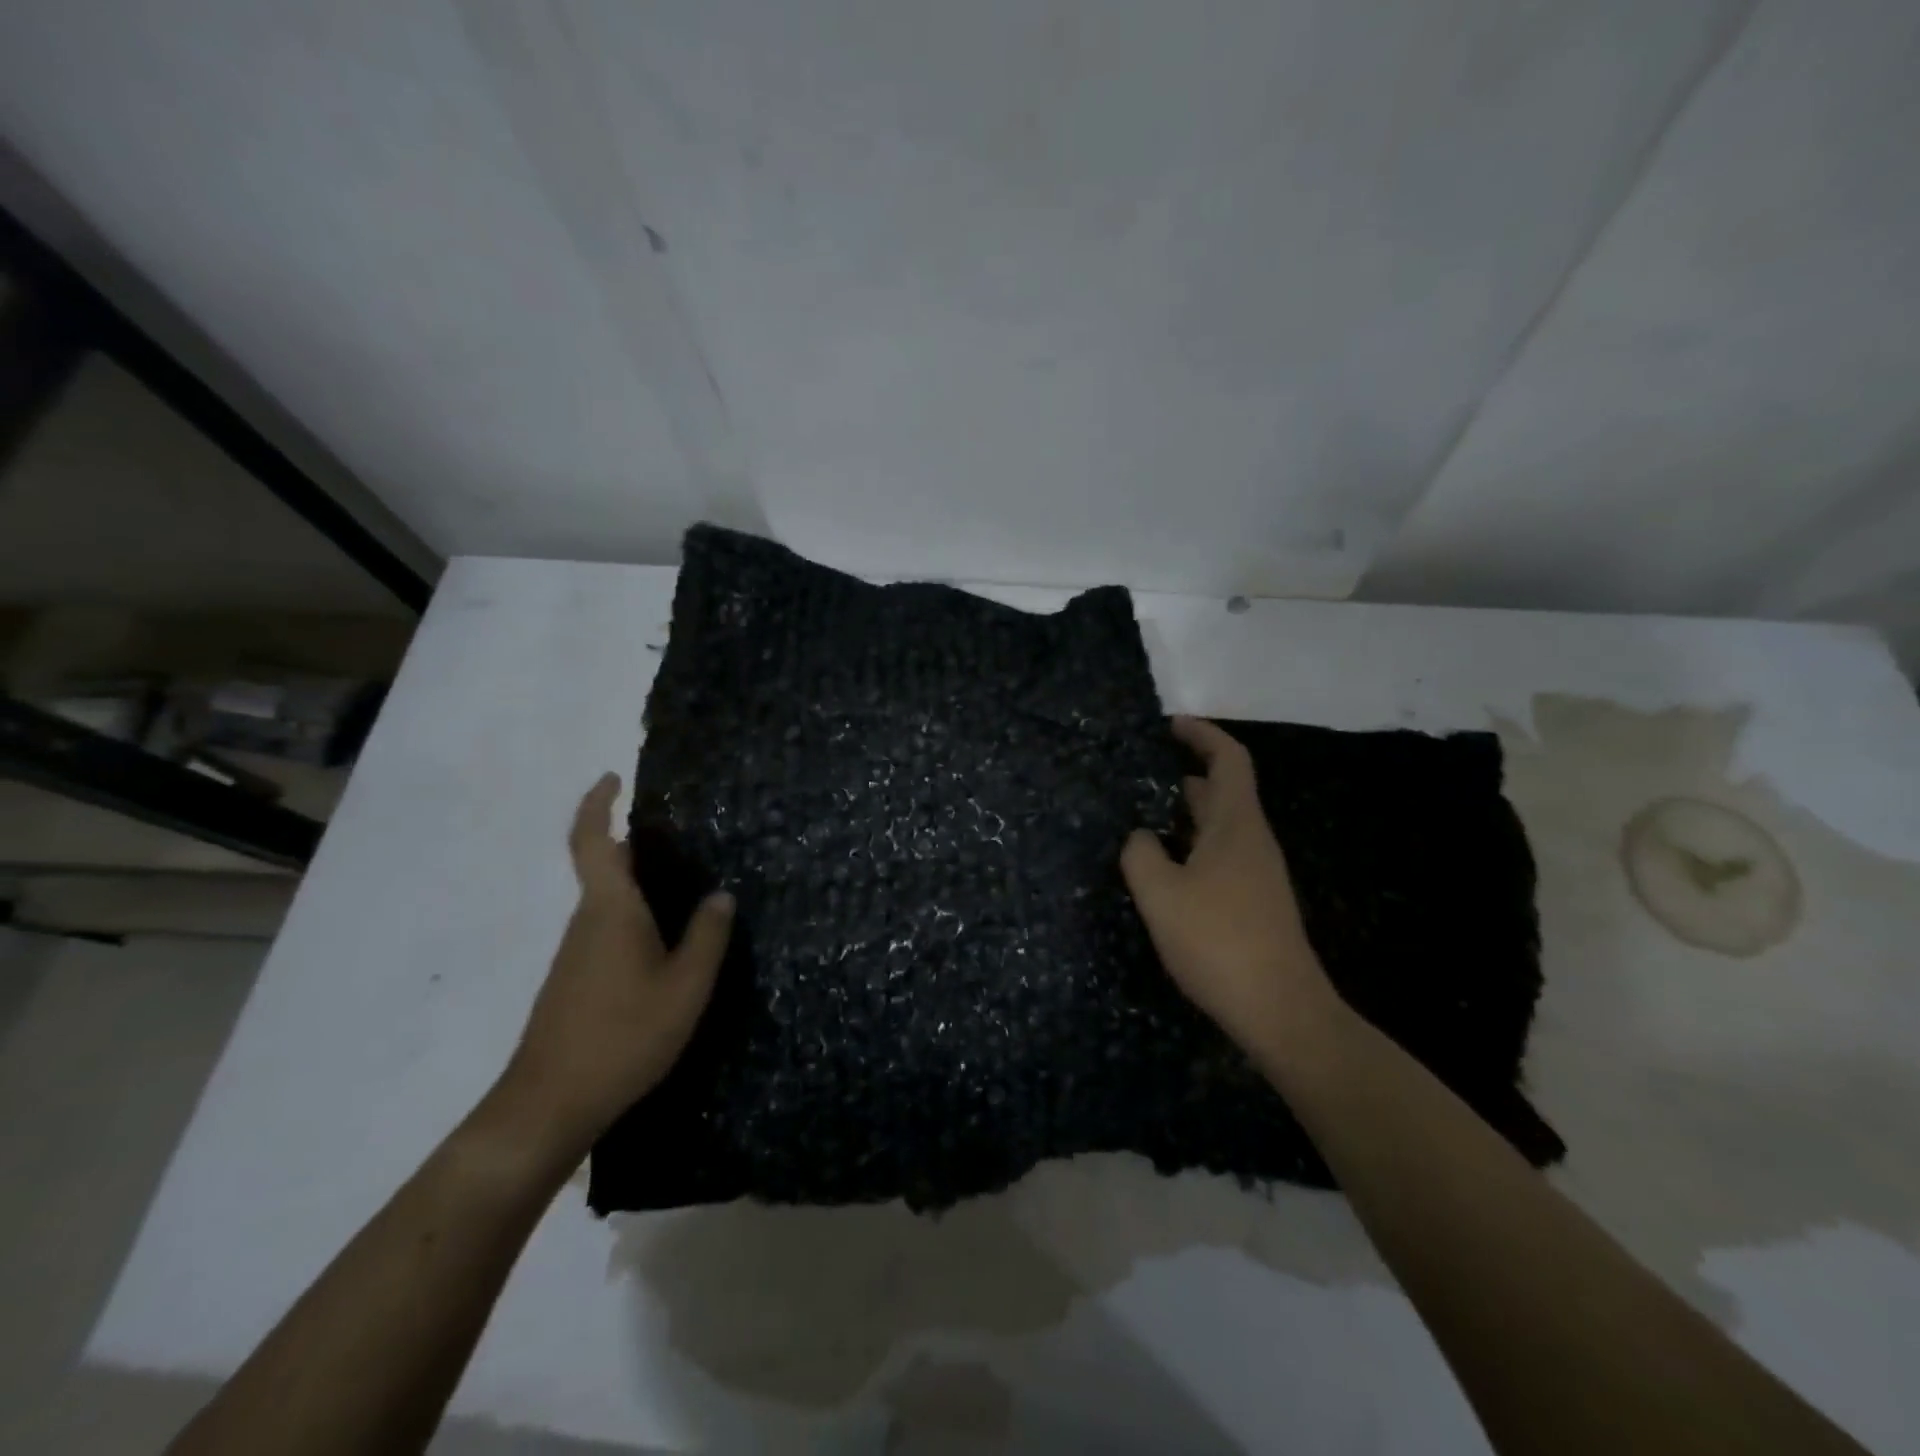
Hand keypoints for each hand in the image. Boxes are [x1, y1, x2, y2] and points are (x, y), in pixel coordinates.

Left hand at [496, 773, 732, 1153]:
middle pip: (605, 868)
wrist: (548, 1105)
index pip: (593, 841)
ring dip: (640, 885)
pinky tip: (667, 945)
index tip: (614, 777)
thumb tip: (720, 895)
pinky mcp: (574, 980)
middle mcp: (587, 922)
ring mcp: (576, 953)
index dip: (598, 803)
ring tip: (689, 890)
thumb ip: (707, 937)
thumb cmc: (622, 1036)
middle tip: (687, 840)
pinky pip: (608, 930)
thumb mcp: (685, 987)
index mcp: (610, 910)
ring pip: (609, 902)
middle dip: (636, 844)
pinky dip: (635, 919)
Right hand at [1122, 716, 1340, 1066]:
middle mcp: (1252, 841)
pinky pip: (1221, 854)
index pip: (1229, 760)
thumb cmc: (1218, 942)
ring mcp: (1257, 873)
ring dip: (1189, 812)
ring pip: (1222, 825)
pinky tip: (1167, 866)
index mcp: (1236, 825)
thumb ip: (1140, 855)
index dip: (1203, 734)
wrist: (1280, 1011)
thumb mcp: (1161, 895)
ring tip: (1147, 814)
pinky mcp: (1254, 903)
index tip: (1171, 724)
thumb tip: (1141, 837)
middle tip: (1146, 771)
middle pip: (1226, 790)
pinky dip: (1194, 843)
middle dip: (1190, 772)